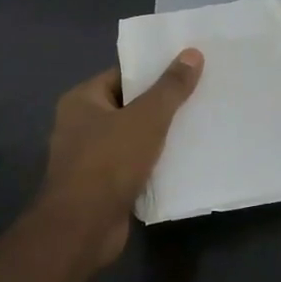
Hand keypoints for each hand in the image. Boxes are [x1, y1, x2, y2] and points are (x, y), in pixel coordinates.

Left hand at [39, 49, 202, 267]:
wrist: (83, 228)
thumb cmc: (109, 162)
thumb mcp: (147, 118)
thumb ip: (170, 87)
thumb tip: (192, 53)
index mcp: (82, 100)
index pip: (123, 75)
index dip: (154, 72)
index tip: (187, 70)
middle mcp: (80, 125)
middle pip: (129, 106)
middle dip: (162, 105)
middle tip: (199, 96)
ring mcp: (89, 158)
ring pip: (133, 138)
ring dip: (160, 136)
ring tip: (198, 125)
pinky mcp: (102, 186)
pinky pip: (134, 165)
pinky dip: (154, 163)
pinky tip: (184, 160)